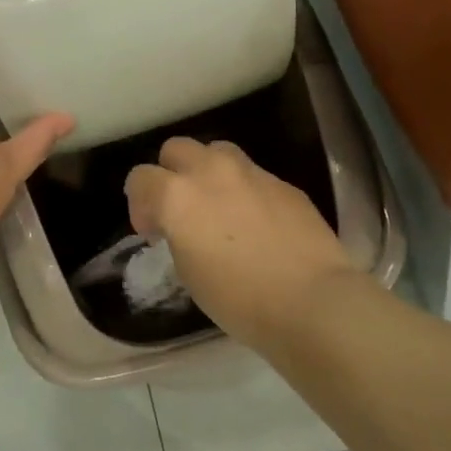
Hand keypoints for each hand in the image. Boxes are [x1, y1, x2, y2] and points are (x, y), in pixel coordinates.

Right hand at [125, 137, 355, 350]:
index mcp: (177, 196)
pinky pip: (254, 175)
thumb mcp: (188, 272)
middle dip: (171, 174)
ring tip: (219, 206)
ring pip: (217, 151)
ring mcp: (252, 173)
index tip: (154, 232)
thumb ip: (178, 234)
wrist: (310, 301)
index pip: (140, 178)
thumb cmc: (238, 299)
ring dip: (208, 171)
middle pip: (176, 149)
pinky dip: (245, 190)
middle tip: (181, 211)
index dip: (140, 204)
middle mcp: (211, 172)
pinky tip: (258, 223)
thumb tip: (185, 227)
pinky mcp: (284, 183)